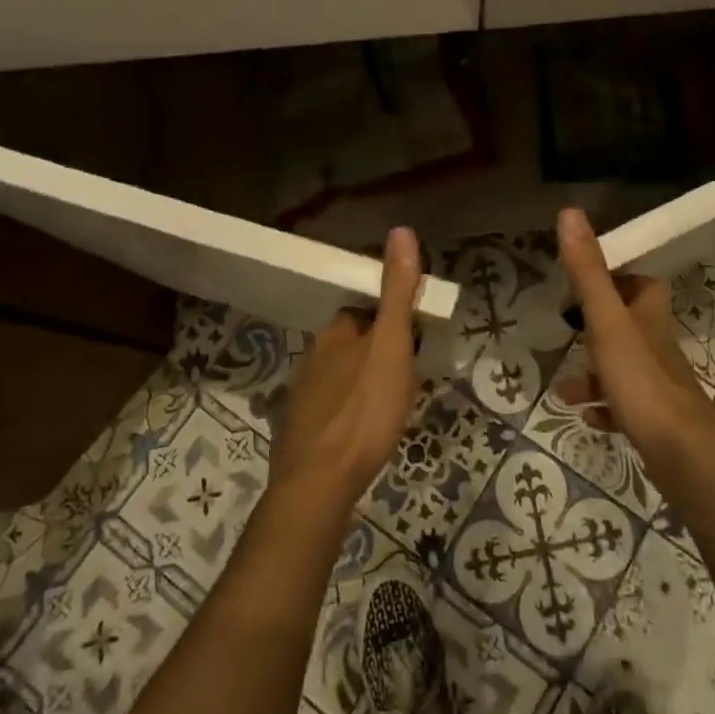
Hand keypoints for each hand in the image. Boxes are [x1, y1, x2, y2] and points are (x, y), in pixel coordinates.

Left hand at [269, 226, 422, 511]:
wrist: (318, 484)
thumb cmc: (363, 409)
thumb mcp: (392, 345)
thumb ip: (397, 292)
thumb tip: (401, 230)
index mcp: (336, 332)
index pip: (366, 311)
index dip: (392, 321)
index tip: (415, 341)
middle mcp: (313, 356)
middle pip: (353, 343)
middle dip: (379, 353)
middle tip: (409, 378)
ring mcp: (303, 395)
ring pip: (341, 376)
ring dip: (364, 382)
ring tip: (391, 406)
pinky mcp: (300, 431)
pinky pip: (332, 408)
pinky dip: (349, 412)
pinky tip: (363, 433)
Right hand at [554, 208, 714, 478]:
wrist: (685, 456)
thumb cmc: (642, 380)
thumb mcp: (606, 321)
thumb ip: (588, 271)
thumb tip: (570, 212)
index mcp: (647, 316)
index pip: (639, 283)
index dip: (617, 276)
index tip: (584, 278)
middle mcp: (655, 345)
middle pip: (628, 325)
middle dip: (596, 326)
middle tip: (567, 328)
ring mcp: (657, 385)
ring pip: (622, 368)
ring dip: (593, 374)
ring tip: (563, 388)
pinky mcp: (655, 421)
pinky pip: (625, 408)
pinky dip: (604, 408)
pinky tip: (587, 418)